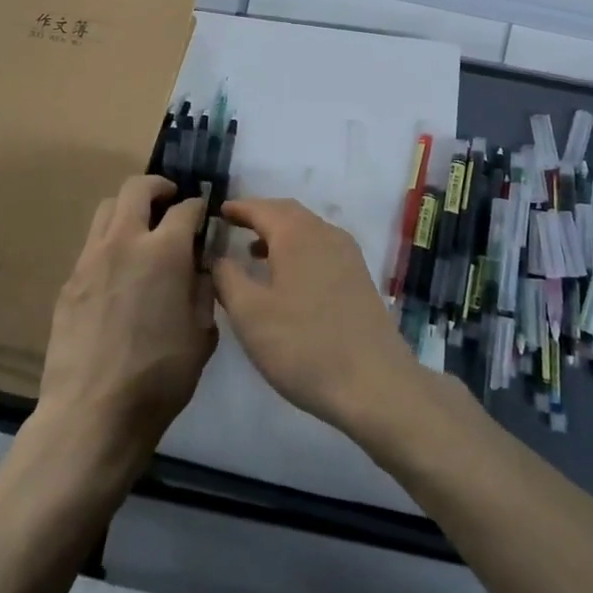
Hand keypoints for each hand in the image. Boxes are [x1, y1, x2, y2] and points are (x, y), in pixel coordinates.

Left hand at [39, 175, 217, 471]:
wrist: (92, 414)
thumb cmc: (159, 378)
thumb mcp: (202, 335)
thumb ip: (203, 291)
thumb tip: (200, 268)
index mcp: (164, 252)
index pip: (185, 208)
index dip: (199, 206)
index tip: (204, 214)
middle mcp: (125, 242)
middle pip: (136, 188)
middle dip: (158, 187)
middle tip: (170, 200)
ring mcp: (90, 259)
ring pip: (107, 209)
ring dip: (128, 209)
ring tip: (142, 230)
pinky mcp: (69, 282)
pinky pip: (91, 245)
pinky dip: (109, 243)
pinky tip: (119, 273)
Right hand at [212, 198, 421, 434]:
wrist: (374, 384)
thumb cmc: (304, 345)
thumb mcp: (250, 315)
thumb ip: (227, 278)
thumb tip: (218, 257)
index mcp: (297, 234)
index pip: (261, 208)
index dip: (237, 208)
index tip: (217, 212)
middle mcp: (325, 233)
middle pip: (287, 212)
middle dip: (259, 215)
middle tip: (234, 225)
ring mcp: (347, 254)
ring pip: (307, 230)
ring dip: (279, 233)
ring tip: (253, 252)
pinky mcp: (359, 277)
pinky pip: (321, 247)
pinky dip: (298, 249)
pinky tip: (287, 278)